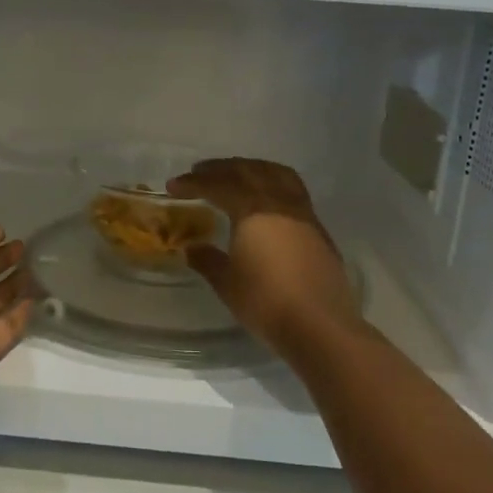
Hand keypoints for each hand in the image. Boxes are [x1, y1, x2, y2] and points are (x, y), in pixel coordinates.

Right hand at [166, 159, 361, 353]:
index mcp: (253, 210)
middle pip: (247, 171)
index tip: (173, 186)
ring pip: (275, 174)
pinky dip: (272, 182)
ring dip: (251, 168)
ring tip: (235, 174)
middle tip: (199, 172)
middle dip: (220, 169)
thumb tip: (192, 247)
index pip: (218, 185)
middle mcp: (279, 202)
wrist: (320, 325)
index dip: (193, 183)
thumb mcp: (227, 283)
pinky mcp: (318, 229)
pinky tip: (266, 199)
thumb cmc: (266, 302)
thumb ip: (208, 260)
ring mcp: (302, 213)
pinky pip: (292, 189)